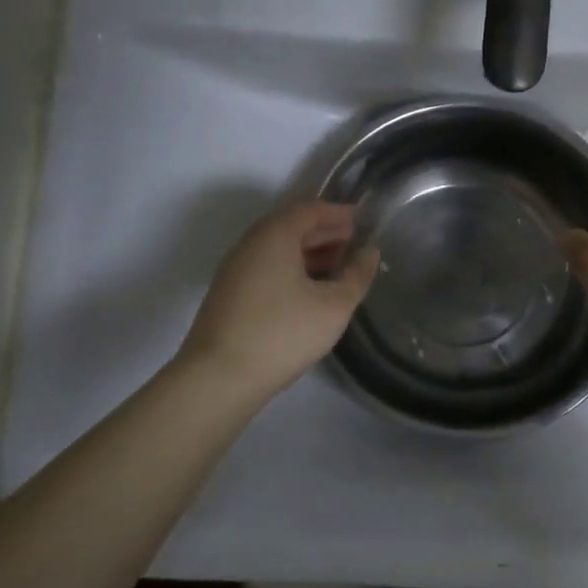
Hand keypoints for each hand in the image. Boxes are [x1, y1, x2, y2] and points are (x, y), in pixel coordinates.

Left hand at [177, 201, 379, 399]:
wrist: (218, 378)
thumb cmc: (282, 333)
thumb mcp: (333, 306)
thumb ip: (356, 276)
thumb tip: (369, 253)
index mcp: (275, 235)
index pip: (310, 209)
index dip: (339, 213)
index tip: (363, 221)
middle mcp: (250, 244)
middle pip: (292, 226)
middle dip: (325, 232)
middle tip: (355, 245)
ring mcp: (236, 270)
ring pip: (278, 249)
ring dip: (309, 253)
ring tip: (338, 269)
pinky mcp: (230, 294)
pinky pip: (267, 268)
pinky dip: (292, 269)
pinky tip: (310, 292)